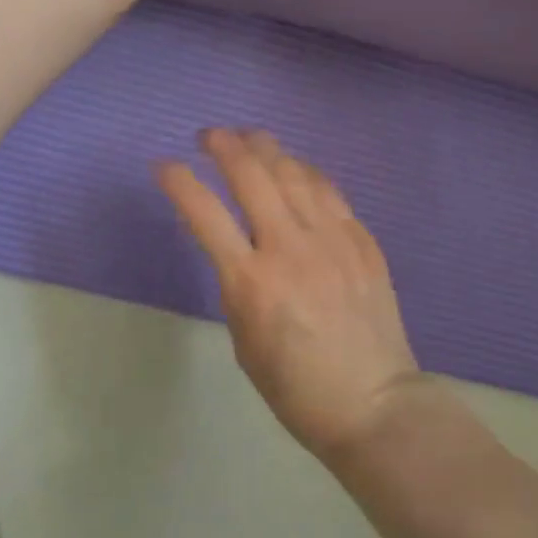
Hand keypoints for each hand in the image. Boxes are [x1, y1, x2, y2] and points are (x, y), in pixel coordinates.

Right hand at [156, 129, 425, 459]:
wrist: (374, 402)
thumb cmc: (296, 387)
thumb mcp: (244, 340)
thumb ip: (235, 283)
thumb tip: (232, 243)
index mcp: (251, 281)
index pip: (205, 213)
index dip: (178, 181)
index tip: (163, 165)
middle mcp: (290, 247)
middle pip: (252, 175)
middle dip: (224, 146)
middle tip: (210, 135)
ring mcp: (331, 237)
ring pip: (293, 172)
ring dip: (266, 147)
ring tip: (249, 137)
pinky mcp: (361, 238)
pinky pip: (328, 190)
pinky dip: (304, 171)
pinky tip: (295, 166)